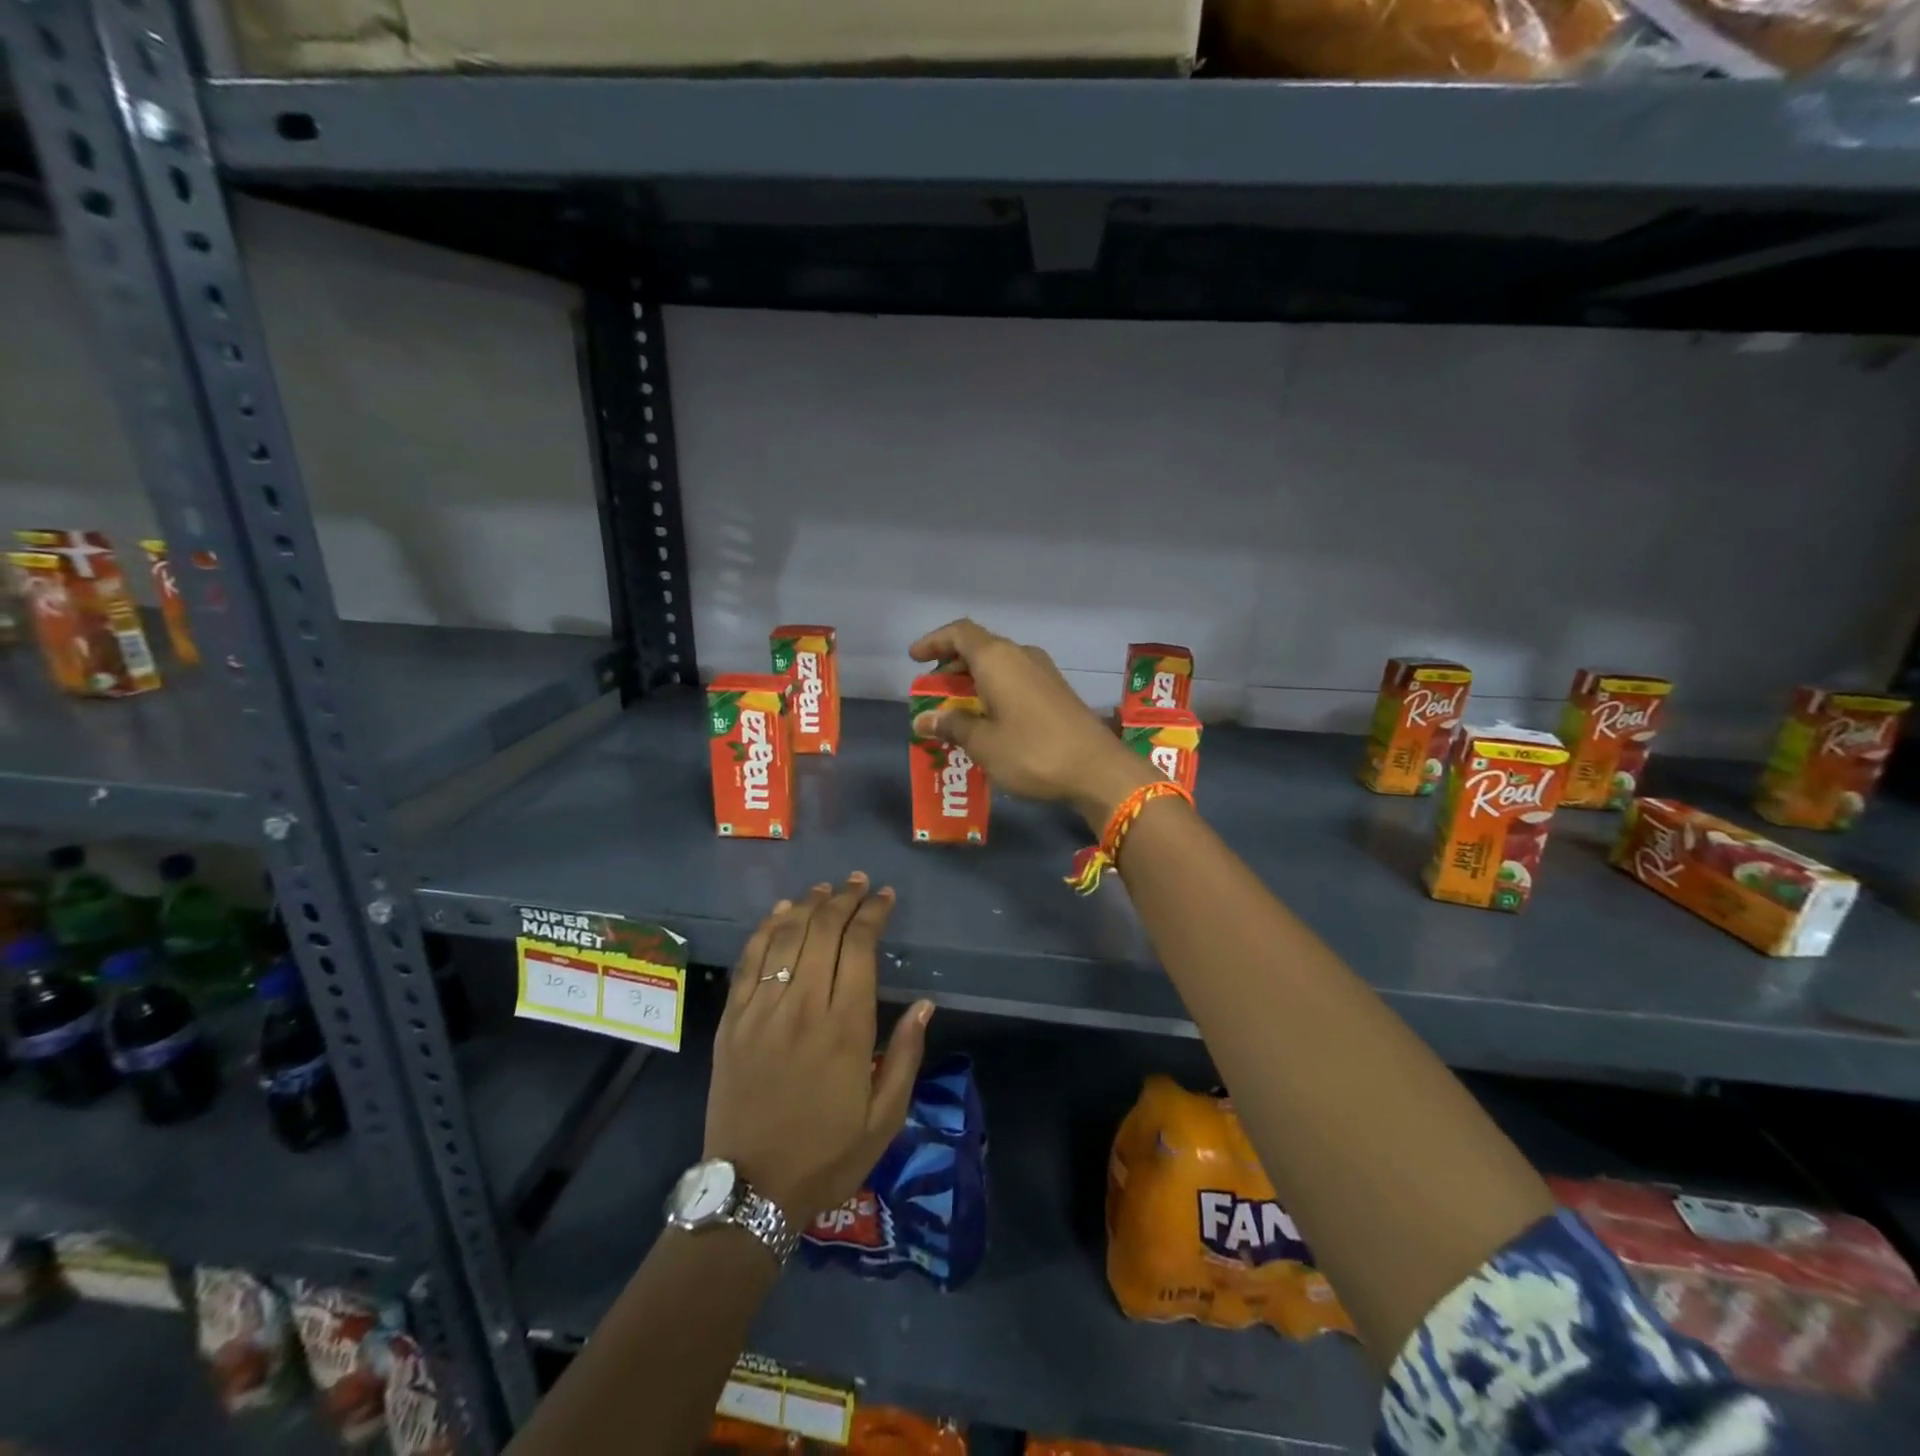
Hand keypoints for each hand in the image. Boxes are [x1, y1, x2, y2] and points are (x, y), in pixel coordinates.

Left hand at [704, 874, 933, 1229]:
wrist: (751, 1190)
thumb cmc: (828, 1155)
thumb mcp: (885, 1117)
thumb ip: (905, 1055)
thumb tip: (926, 1004)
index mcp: (846, 1028)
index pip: (860, 947)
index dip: (873, 913)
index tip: (885, 897)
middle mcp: (804, 1008)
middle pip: (823, 931)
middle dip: (844, 898)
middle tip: (859, 883)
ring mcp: (762, 1011)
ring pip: (786, 937)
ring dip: (808, 904)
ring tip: (825, 888)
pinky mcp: (732, 1021)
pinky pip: (749, 961)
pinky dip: (766, 929)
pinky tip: (781, 912)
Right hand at [910, 618, 1157, 827]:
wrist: (1097, 770)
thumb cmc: (1032, 752)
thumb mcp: (983, 743)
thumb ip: (952, 726)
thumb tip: (924, 720)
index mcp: (998, 659)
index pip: (960, 633)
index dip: (934, 641)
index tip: (915, 658)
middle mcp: (1021, 656)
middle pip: (979, 648)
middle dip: (951, 667)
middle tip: (932, 692)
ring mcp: (1043, 672)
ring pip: (999, 665)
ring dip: (973, 681)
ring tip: (955, 710)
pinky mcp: (1056, 691)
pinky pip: (1015, 680)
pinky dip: (994, 691)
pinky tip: (988, 719)